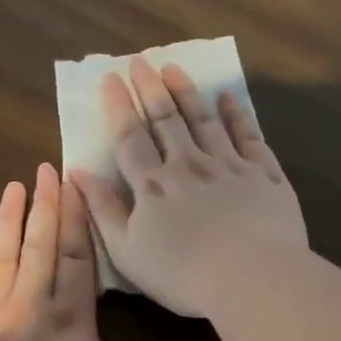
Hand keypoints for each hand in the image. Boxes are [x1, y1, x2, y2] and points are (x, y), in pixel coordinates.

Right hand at [71, 56, 307, 317]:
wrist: (253, 278)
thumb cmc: (183, 275)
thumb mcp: (128, 252)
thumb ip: (103, 210)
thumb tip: (76, 172)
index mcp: (153, 186)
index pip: (130, 138)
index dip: (119, 107)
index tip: (110, 78)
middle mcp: (189, 165)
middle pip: (167, 120)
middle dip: (151, 89)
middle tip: (141, 61)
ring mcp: (229, 165)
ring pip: (205, 120)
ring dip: (188, 93)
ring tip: (175, 69)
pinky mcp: (264, 174)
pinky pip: (248, 135)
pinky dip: (237, 114)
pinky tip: (229, 98)